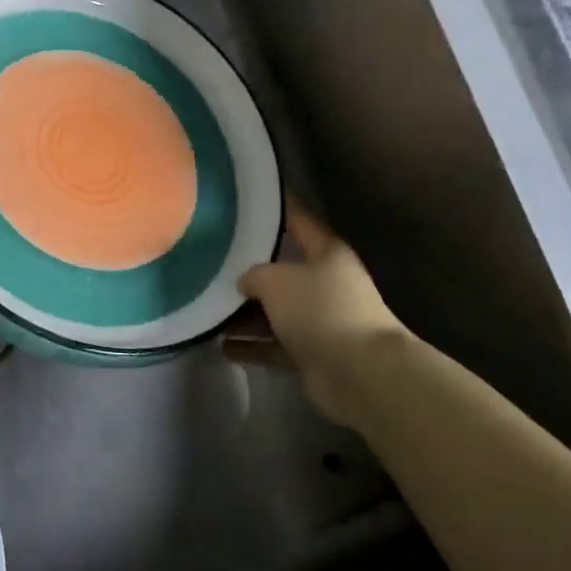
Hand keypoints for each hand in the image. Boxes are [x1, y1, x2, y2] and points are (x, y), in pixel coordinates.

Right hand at [225, 205, 412, 428]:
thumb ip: (253, 274)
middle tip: (212, 261)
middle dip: (250, 269)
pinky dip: (252, 345)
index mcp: (326, 251)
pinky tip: (222, 346)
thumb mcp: (276, 280)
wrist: (360, 372)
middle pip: (283, 268)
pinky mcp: (314, 353)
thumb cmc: (320, 310)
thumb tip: (245, 282)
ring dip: (246, 313)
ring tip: (210, 309)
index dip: (275, 207)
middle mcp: (326, 281)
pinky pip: (275, 344)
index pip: (297, 218)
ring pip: (277, 310)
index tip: (247, 198)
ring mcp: (321, 319)